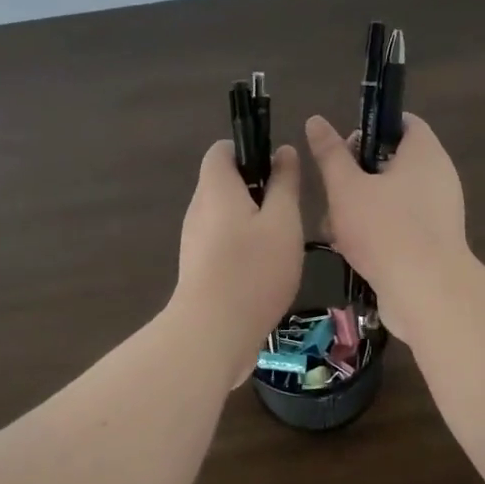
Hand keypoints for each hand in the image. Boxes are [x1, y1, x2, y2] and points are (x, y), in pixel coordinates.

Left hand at [173, 140, 303, 382]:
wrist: (213, 333)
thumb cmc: (254, 270)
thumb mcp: (283, 222)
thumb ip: (284, 184)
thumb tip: (283, 152)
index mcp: (216, 188)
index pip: (222, 150)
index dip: (250, 151)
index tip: (278, 172)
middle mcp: (199, 209)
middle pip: (225, 184)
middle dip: (257, 190)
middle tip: (289, 213)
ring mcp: (195, 241)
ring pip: (226, 216)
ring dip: (254, 222)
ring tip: (283, 244)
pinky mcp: (198, 268)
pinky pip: (223, 243)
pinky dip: (244, 247)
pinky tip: (267, 271)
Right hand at [304, 112, 470, 348]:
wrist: (426, 292)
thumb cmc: (384, 229)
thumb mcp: (346, 188)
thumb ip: (330, 155)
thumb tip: (316, 121)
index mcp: (424, 152)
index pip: (402, 122)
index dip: (370, 128)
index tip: (343, 148)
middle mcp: (438, 177)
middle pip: (393, 163)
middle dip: (356, 177)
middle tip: (331, 192)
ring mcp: (439, 212)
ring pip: (392, 198)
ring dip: (359, 209)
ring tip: (332, 228)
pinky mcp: (434, 243)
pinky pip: (401, 225)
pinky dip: (376, 232)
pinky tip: (349, 251)